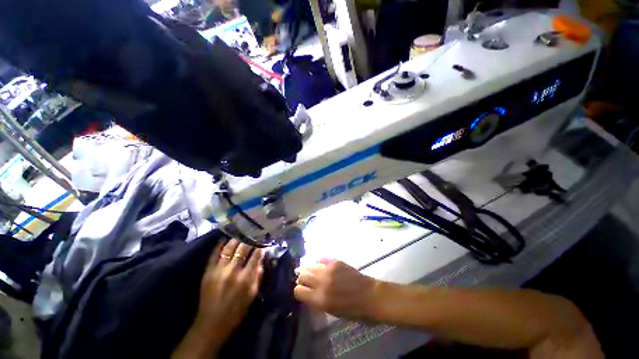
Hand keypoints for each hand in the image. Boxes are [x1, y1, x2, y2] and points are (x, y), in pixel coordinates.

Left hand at [172, 239, 263, 358]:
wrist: (211, 324)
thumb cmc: (236, 311)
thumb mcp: (252, 295)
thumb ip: (258, 276)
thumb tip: (261, 260)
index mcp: (246, 277)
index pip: (256, 254)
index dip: (260, 246)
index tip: (263, 240)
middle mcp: (233, 270)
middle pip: (243, 248)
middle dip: (250, 239)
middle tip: (253, 233)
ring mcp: (219, 270)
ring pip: (229, 247)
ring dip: (236, 239)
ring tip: (241, 233)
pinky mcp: (207, 272)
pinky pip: (214, 254)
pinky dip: (220, 245)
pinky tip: (225, 240)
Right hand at [294, 258, 378, 321]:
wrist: (371, 296)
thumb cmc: (353, 311)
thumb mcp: (332, 311)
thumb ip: (317, 300)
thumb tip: (308, 291)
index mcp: (320, 299)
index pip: (298, 291)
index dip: (298, 290)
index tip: (302, 291)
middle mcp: (322, 282)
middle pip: (302, 275)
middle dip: (301, 278)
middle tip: (304, 280)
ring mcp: (329, 269)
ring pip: (310, 265)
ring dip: (308, 269)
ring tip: (309, 271)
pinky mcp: (336, 261)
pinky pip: (321, 259)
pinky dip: (319, 263)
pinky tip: (320, 265)